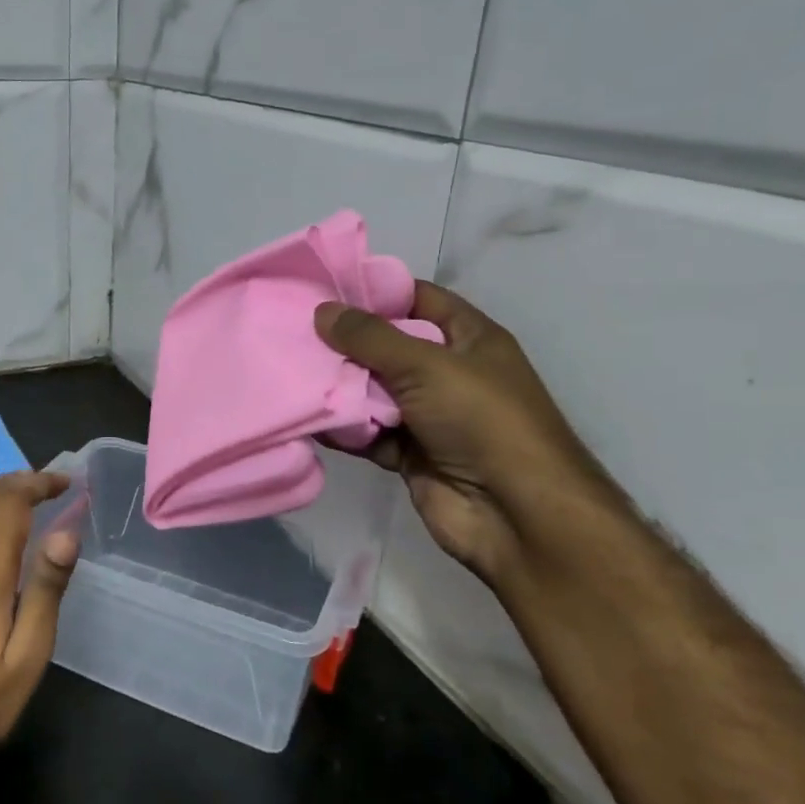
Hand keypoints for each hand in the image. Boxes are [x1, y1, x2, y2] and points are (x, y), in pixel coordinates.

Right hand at [315, 283, 619, 580]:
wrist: (515, 513)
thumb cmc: (481, 420)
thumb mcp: (427, 365)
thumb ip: (371, 337)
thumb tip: (322, 310)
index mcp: (468, 339)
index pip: (418, 300)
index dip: (375, 292)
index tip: (323, 290)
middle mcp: (447, 373)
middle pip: (387, 347)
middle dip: (344, 342)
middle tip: (291, 332)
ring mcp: (428, 416)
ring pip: (372, 392)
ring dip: (338, 387)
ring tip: (289, 371)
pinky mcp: (409, 454)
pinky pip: (367, 432)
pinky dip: (343, 428)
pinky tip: (307, 417)